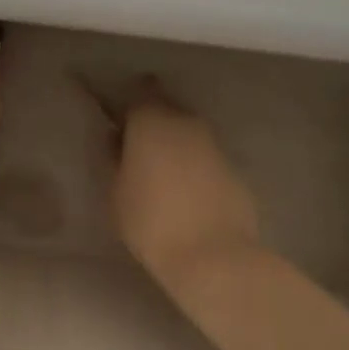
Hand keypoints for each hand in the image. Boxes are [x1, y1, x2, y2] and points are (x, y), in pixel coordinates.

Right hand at [111, 91, 262, 296]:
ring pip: (187, 132)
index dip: (127, 103)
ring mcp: (213, 144)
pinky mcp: (234, 169)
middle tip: (136, 146)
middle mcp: (184, 122)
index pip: (138, 92)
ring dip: (174, 143)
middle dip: (151, 121)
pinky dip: (194, 165)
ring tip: (160, 171)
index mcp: (151, 120)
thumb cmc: (151, 222)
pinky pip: (205, 157)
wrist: (215, 258)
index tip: (117, 118)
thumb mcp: (116, 193)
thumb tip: (117, 140)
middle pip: (165, 108)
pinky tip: (185, 191)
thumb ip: (114, 159)